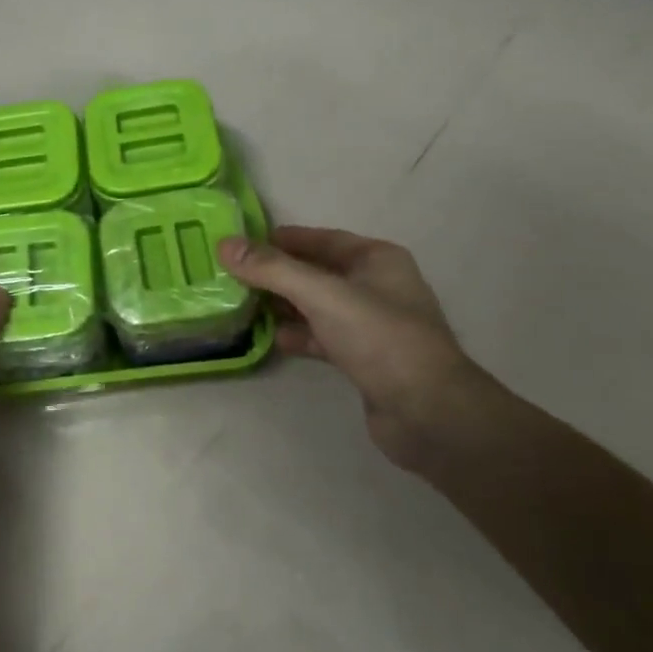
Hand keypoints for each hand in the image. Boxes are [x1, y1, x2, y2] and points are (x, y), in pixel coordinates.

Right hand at [218, 227, 480, 472]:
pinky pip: (322, 336)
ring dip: (284, 306)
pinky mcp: (364, 359)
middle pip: (316, 272)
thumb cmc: (379, 338)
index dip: (282, 240)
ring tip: (243, 306)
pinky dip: (298, 335)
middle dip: (277, 274)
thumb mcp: (322, 295)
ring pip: (317, 306)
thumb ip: (272, 269)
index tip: (242, 244)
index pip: (321, 239)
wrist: (427, 412)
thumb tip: (225, 245)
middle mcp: (376, 286)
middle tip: (232, 276)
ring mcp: (372, 325)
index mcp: (377, 259)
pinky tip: (271, 339)